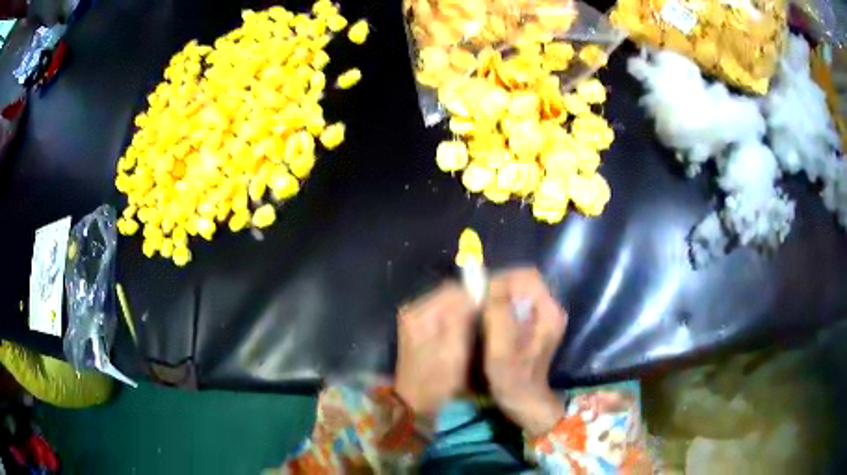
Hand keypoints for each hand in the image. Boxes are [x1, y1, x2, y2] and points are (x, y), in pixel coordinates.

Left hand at [395, 282, 475, 419]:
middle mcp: (415, 311)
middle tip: (488, 323)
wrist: (415, 404)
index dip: (475, 297)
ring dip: (465, 316)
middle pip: (450, 297)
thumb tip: (476, 293)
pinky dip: (458, 324)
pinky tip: (467, 337)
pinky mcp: (421, 331)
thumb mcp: (453, 351)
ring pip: (450, 307)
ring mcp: (417, 321)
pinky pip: (445, 318)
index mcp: (419, 312)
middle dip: (471, 307)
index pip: (453, 290)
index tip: (493, 312)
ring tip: (480, 331)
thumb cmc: (436, 380)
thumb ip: (462, 319)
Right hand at [482, 268, 567, 436]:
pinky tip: (488, 326)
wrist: (524, 401)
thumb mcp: (502, 347)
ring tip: (480, 317)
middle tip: (476, 307)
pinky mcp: (534, 326)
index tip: (480, 296)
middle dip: (496, 290)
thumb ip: (499, 313)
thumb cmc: (513, 378)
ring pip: (515, 294)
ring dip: (496, 300)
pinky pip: (514, 306)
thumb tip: (490, 284)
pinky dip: (499, 310)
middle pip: (520, 283)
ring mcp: (542, 317)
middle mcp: (548, 308)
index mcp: (548, 310)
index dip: (501, 280)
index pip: (525, 276)